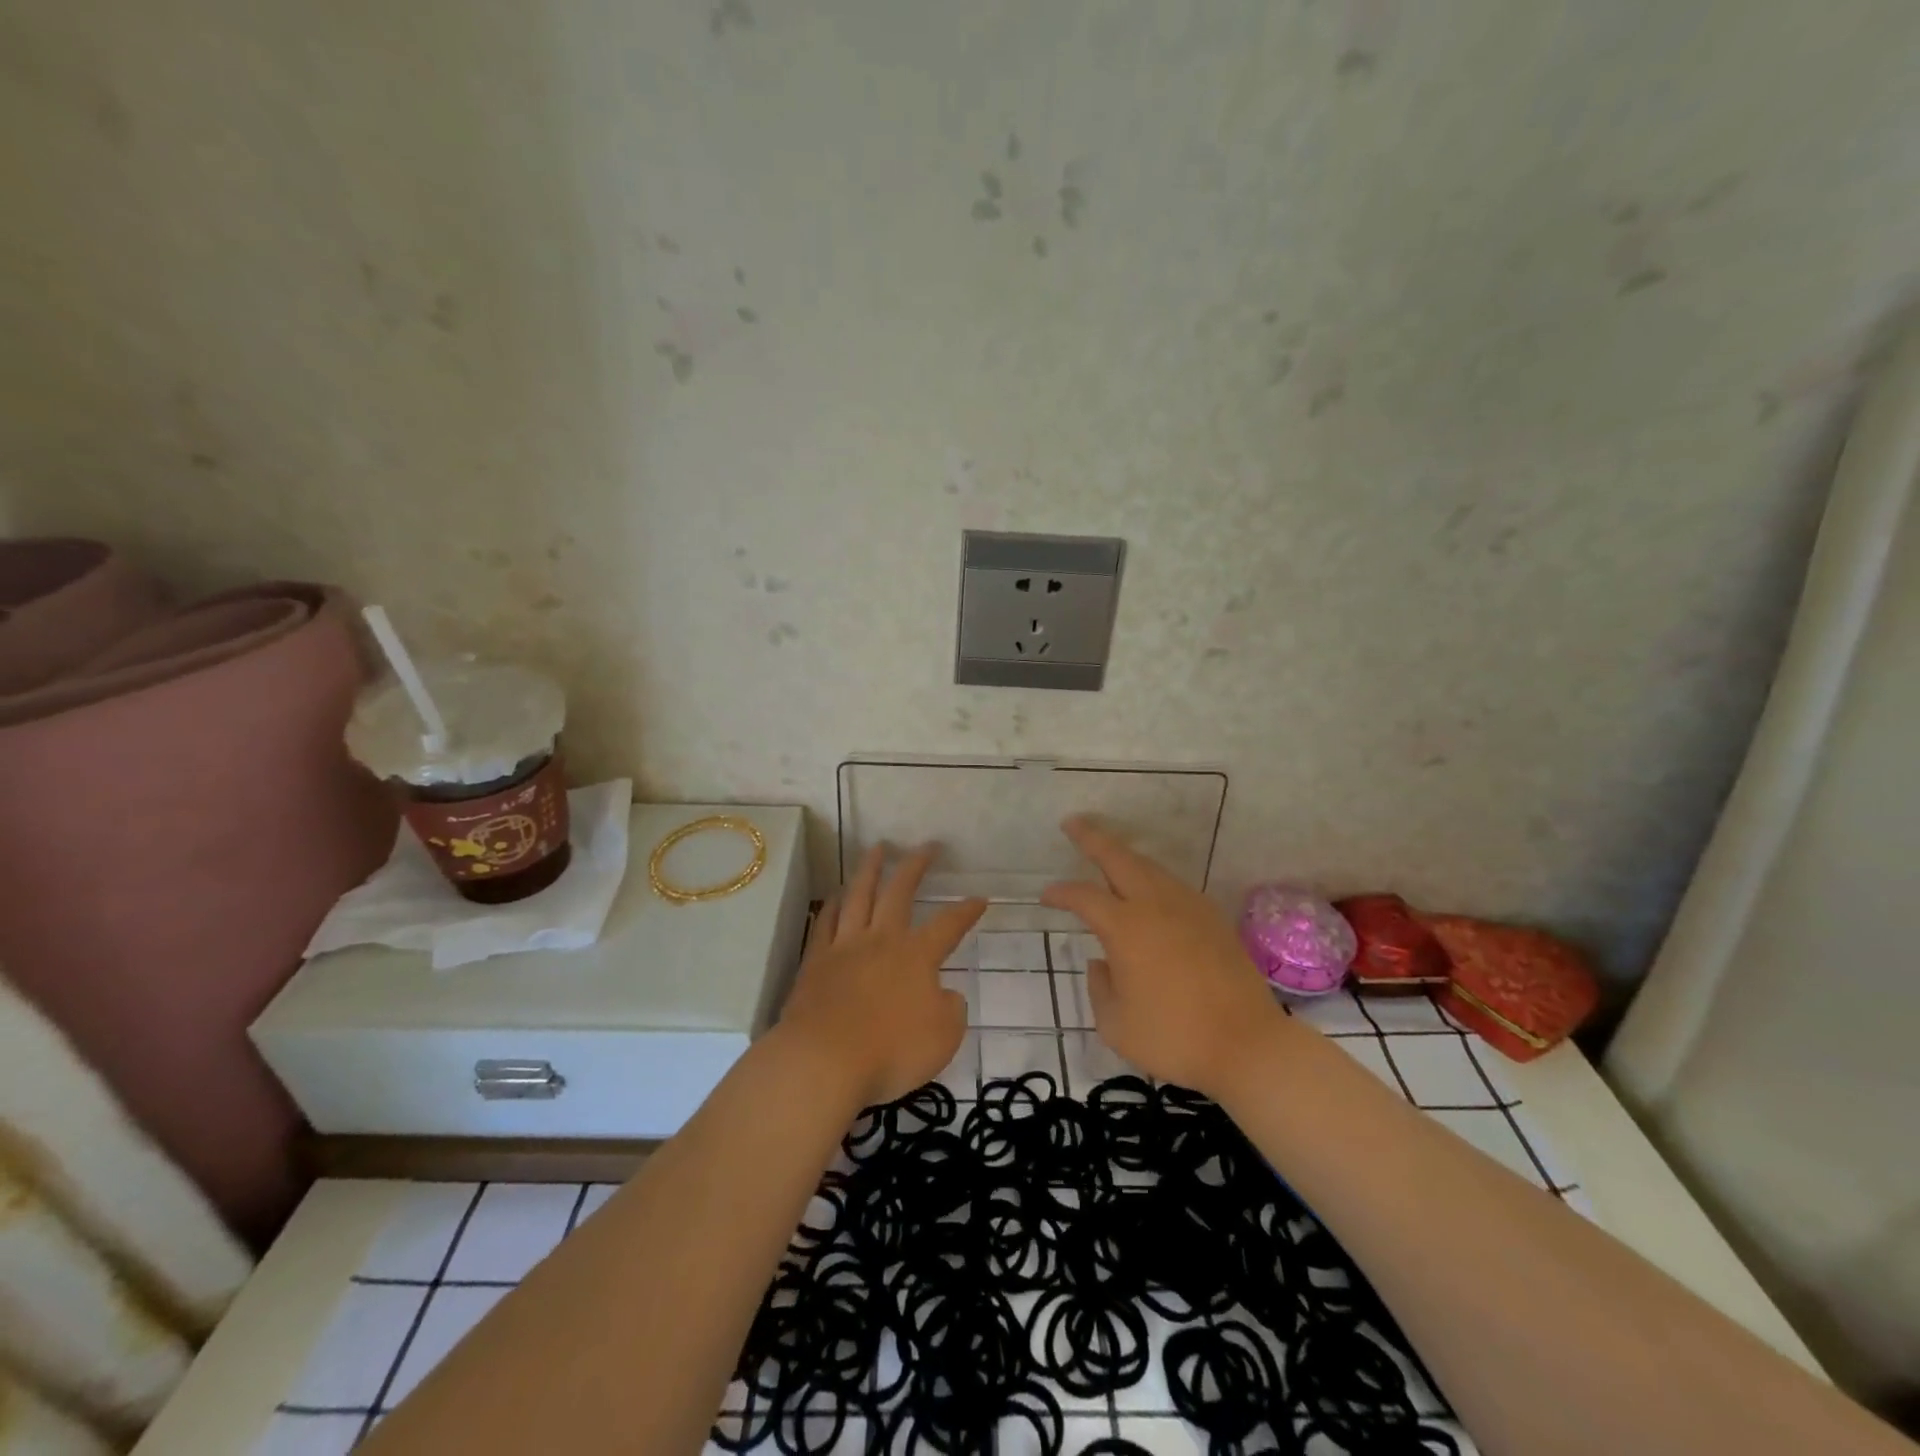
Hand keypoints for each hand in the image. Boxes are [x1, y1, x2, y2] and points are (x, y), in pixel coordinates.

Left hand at [778, 845, 985, 1108]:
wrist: (823, 1061)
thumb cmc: (891, 1051)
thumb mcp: (943, 1037)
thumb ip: (950, 1010)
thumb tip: (944, 994)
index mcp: (916, 956)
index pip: (949, 925)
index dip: (966, 911)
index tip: (980, 898)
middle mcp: (881, 940)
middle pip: (899, 892)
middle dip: (916, 865)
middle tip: (927, 846)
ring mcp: (844, 947)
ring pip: (859, 896)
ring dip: (870, 869)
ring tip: (877, 849)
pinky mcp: (815, 962)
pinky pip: (825, 923)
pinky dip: (833, 905)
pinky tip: (836, 895)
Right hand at [1041, 817, 1289, 1099]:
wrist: (1248, 1046)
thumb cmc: (1174, 1038)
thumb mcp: (1116, 1025)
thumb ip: (1099, 988)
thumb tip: (1102, 963)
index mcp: (1126, 927)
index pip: (1084, 897)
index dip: (1061, 893)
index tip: (1046, 896)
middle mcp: (1156, 906)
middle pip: (1120, 858)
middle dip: (1093, 838)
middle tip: (1073, 823)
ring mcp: (1189, 908)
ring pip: (1151, 868)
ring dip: (1125, 857)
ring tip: (1109, 855)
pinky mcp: (1213, 919)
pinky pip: (1174, 886)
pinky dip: (1153, 879)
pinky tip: (1150, 892)